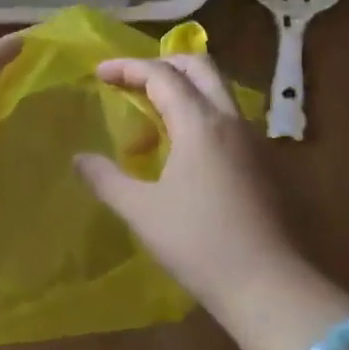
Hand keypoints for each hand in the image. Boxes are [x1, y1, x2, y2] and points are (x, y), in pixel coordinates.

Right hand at [74, 54, 348, 347]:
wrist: (269, 286)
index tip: (99, 73)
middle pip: (199, 67)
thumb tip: (79, 159)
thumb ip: (106, 179)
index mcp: (199, 123)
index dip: (127, 68)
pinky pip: (227, 116)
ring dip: (184, 86)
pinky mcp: (263, 162)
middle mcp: (230, 120)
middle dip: (162, 63)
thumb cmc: (199, 244)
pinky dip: (200, 111)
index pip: (161, 74)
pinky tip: (182, 145)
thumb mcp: (142, 211)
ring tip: (152, 111)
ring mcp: (252, 140)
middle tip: (131, 80)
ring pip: (218, 90)